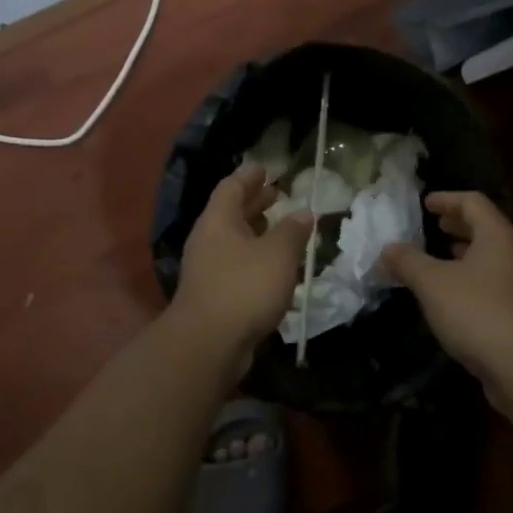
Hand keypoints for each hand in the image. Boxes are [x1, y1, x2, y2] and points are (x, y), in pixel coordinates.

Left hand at [171, 166, 312, 360]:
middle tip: (278, 194)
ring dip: (257, 232)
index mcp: (218, 220)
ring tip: (281, 228)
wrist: (209, 344)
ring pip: (235, 241)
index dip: (250, 176)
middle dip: (255, 202)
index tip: (266, 168)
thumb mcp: (278, 253)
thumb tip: (305, 213)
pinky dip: (256, 259)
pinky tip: (276, 268)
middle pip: (232, 212)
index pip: (232, 186)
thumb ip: (293, 230)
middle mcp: (208, 239)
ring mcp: (208, 269)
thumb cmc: (244, 286)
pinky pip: (237, 266)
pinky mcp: (214, 295)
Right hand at [383, 192, 512, 386]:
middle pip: (486, 229)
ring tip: (440, 260)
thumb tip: (386, 250)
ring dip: (465, 255)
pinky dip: (472, 281)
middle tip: (435, 227)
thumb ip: (407, 262)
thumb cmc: (477, 311)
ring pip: (491, 259)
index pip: (473, 202)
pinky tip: (452, 299)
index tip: (425, 203)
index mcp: (497, 236)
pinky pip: (494, 285)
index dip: (447, 199)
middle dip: (458, 227)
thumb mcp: (432, 283)